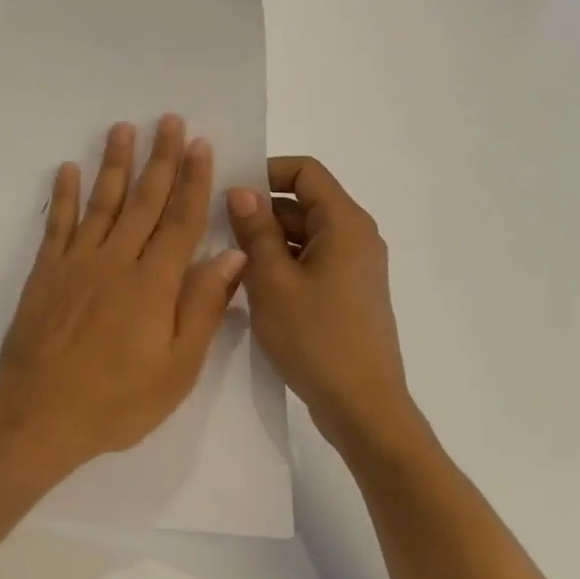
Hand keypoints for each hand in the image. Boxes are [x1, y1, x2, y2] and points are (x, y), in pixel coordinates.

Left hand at [0, 115, 246, 478]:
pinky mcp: (46, 270)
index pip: (180, 220)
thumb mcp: (177, 368)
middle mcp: (117, 261)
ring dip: (115, 164)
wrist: (41, 412)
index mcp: (154, 284)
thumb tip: (231, 255)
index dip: (192, 180)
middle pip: (144, 200)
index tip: (200, 144)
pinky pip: (58, 223)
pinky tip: (68, 168)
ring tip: (123, 128)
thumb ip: (203, 308)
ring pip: (102, 202)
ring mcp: (77, 262)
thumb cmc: (118, 400)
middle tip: (168, 120)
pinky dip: (63, 194)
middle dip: (159, 158)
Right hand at [226, 157, 420, 456]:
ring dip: (267, 240)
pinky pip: (310, 261)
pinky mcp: (348, 293)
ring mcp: (354, 267)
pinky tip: (252, 286)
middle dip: (260, 210)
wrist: (363, 408)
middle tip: (216, 228)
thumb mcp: (272, 280)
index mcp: (344, 224)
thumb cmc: (316, 338)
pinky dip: (282, 263)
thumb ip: (254, 229)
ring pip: (303, 234)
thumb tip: (242, 190)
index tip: (229, 191)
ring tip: (228, 260)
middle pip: (303, 202)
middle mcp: (356, 237)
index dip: (265, 171)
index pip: (305, 171)